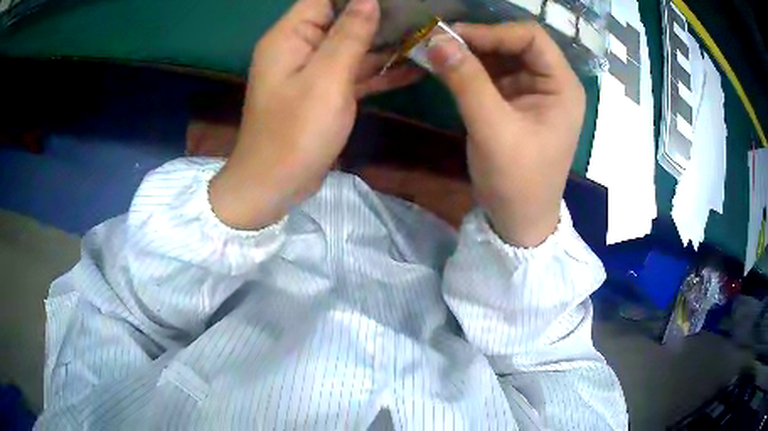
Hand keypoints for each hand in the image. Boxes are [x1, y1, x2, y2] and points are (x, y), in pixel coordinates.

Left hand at [210, 0, 422, 229]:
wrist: (274, 186)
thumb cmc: (295, 133)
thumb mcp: (326, 79)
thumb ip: (348, 36)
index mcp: (291, 36)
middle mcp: (300, 47)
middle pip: (341, 19)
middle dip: (378, 14)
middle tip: (418, 12)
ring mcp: (313, 71)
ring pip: (352, 46)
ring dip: (385, 43)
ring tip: (424, 34)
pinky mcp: (324, 92)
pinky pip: (354, 73)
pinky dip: (380, 71)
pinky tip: (414, 68)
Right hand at [426, 23, 585, 246]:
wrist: (518, 222)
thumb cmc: (517, 181)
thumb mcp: (493, 130)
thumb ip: (467, 82)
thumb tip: (437, 40)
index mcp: (562, 87)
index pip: (531, 38)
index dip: (493, 31)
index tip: (453, 36)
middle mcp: (551, 83)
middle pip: (515, 44)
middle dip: (478, 41)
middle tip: (439, 43)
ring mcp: (533, 93)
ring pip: (501, 57)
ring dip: (470, 54)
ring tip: (437, 54)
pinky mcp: (515, 104)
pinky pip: (492, 75)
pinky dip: (470, 70)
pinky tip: (448, 70)